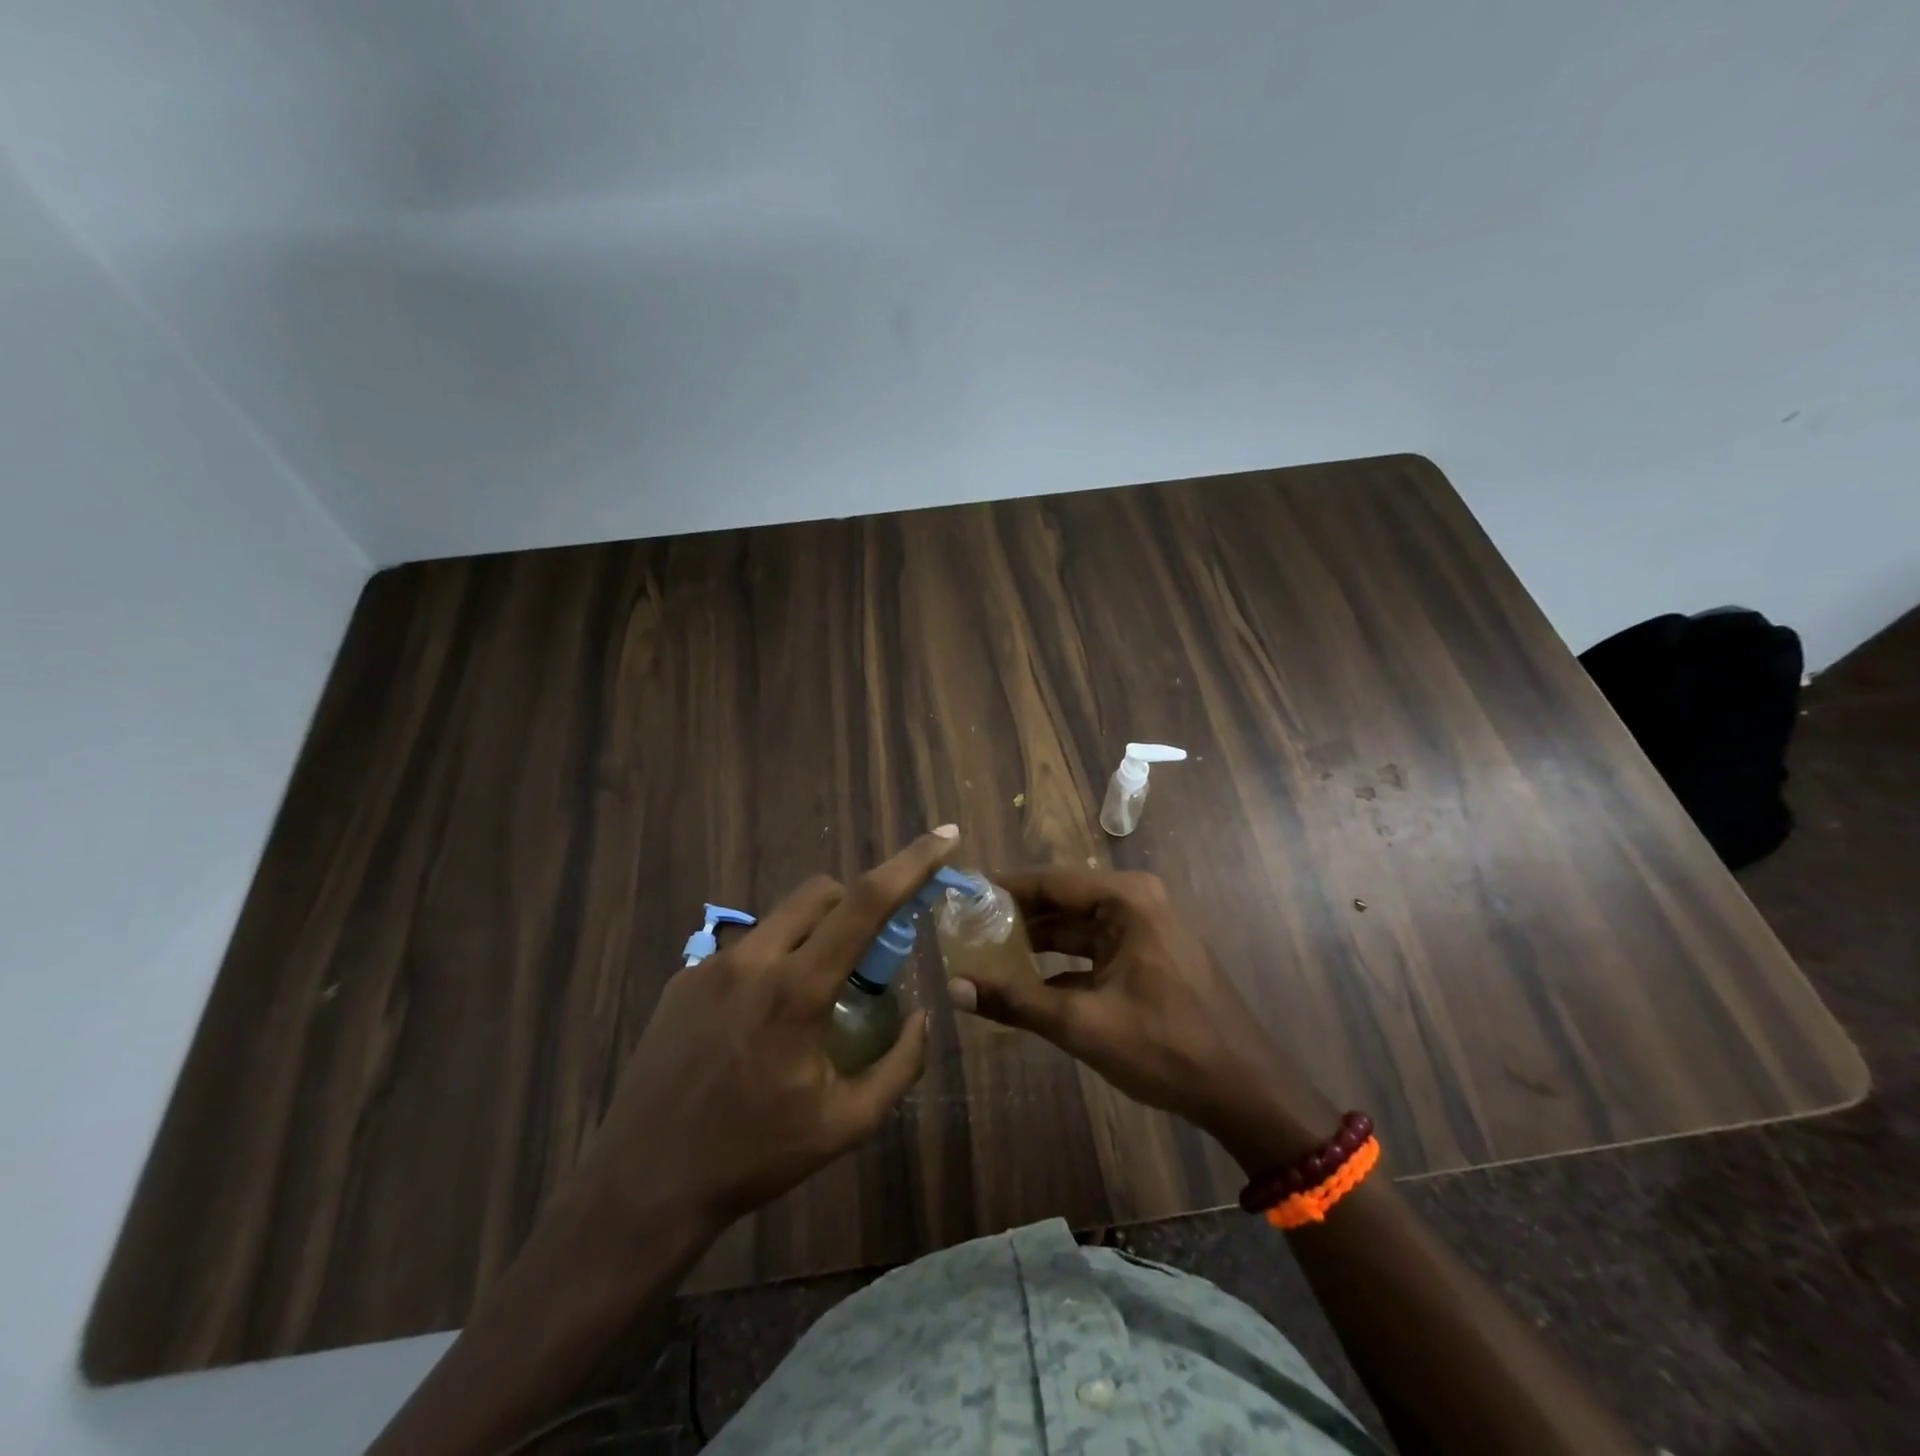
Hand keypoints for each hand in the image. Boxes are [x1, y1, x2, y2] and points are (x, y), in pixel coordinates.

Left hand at [575, 829, 958, 1234]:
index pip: (866, 901)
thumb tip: (924, 1017)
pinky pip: (744, 948)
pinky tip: (758, 1020)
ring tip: (809, 996)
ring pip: (780, 917)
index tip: (944, 836)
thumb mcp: (846, 1123)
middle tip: (867, 955)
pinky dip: (771, 962)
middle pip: (821, 891)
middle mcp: (753, 959)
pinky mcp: (682, 979)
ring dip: (812, 934)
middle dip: (856, 903)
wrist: (644, 1183)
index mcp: (798, 988)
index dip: (911, 862)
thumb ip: (900, 1065)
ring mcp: (710, 965)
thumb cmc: (754, 1156)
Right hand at [946, 868, 1335, 1171]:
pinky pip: (1093, 951)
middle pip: (1061, 902)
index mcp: (1125, 900)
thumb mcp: (1083, 1025)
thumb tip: (953, 987)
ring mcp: (1144, 930)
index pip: (1048, 881)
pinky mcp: (1148, 958)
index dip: (1002, 890)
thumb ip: (1016, 1002)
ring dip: (1035, 944)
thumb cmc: (1166, 1047)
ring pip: (1075, 929)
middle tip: (964, 931)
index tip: (961, 898)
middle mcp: (1135, 903)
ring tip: (984, 955)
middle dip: (1015, 919)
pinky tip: (1024, 986)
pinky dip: (1060, 966)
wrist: (1245, 1091)